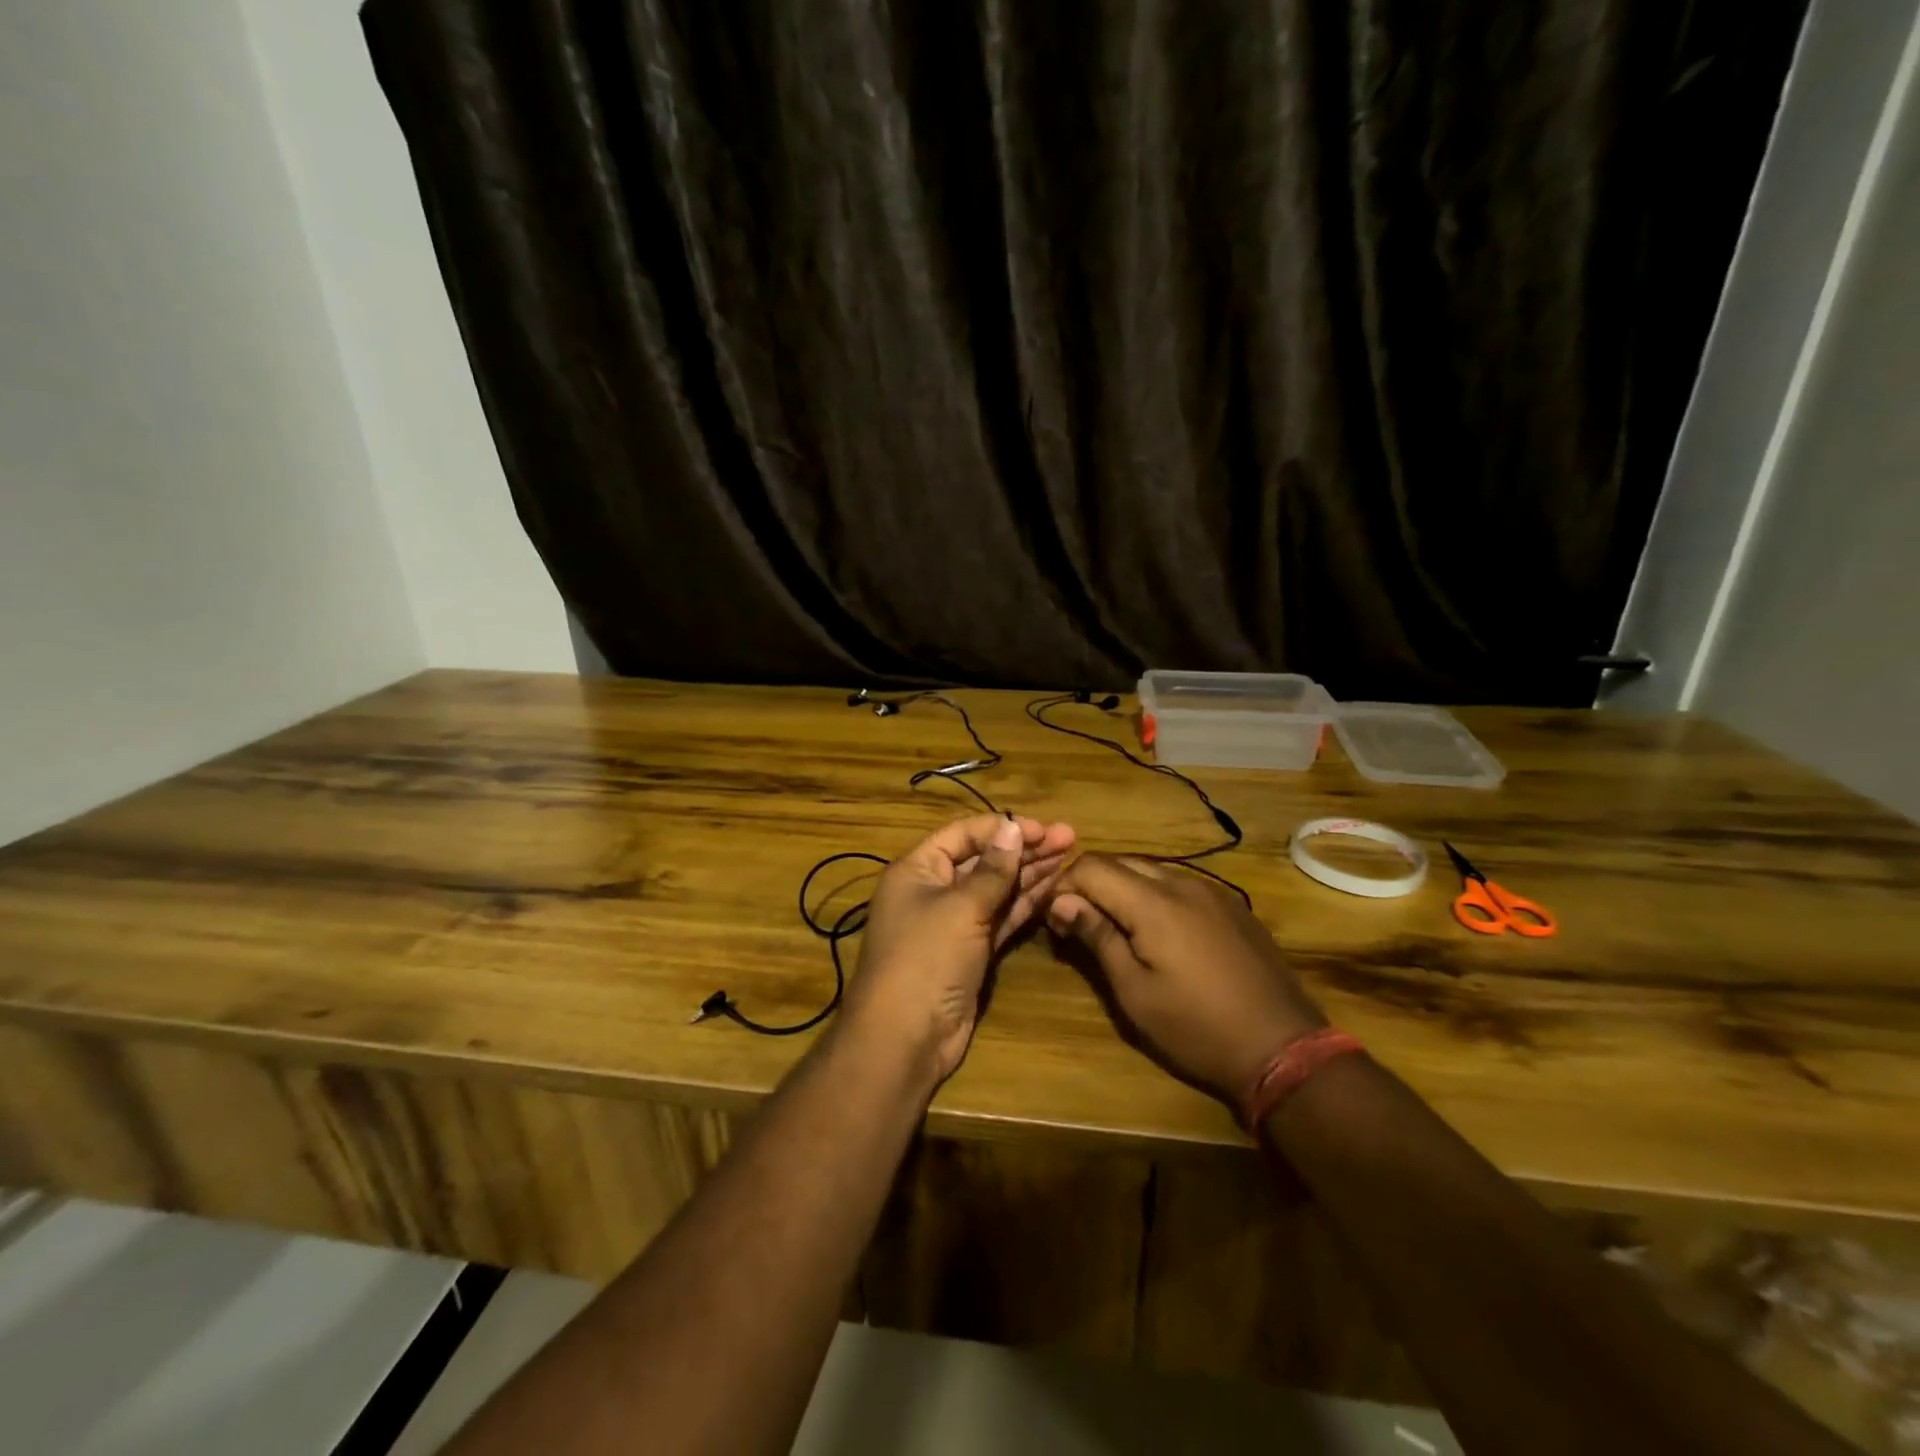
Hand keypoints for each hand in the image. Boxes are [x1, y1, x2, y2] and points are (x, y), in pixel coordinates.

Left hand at [843, 814, 1076, 1084]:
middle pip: (983, 860)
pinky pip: (1000, 918)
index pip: (964, 834)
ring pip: (996, 889)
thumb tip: (1012, 828)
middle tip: (1069, 838)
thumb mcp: (961, 908)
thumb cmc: (926, 959)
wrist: (906, 1038)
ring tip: (1069, 857)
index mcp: (918, 870)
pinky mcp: (971, 951)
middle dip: (1024, 849)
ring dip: (1029, 873)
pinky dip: (1024, 904)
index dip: (1003, 828)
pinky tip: (1053, 887)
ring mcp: (954, 923)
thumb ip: (993, 870)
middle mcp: (934, 890)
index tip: (1043, 828)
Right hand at [1046, 855, 1325, 1104]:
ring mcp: (1212, 891)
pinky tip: (1159, 933)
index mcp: (1153, 902)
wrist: (1283, 1047)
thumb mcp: (1135, 991)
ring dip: (1123, 889)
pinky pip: (1180, 884)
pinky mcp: (1232, 905)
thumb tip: (1062, 902)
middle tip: (1079, 925)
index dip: (1064, 886)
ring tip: (1116, 929)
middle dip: (1090, 885)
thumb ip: (1098, 937)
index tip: (1056, 922)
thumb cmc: (1196, 1027)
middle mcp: (1182, 882)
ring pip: (1150, 870)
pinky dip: (1154, 896)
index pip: (1091, 865)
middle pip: (1119, 862)